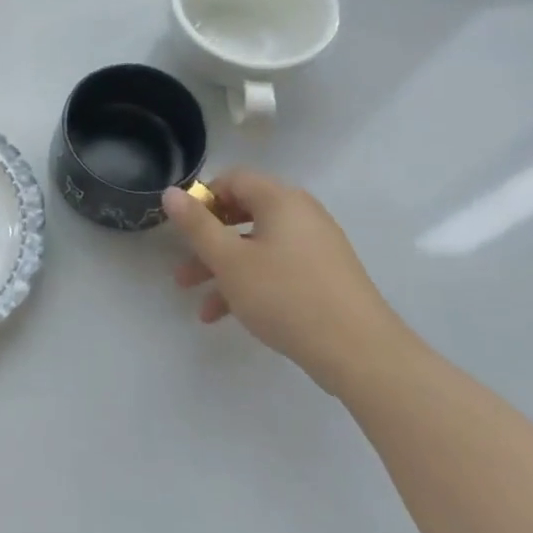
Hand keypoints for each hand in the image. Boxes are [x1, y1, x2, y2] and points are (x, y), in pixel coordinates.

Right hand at [160, 170, 407, 395]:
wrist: (361, 353)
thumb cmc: (285, 296)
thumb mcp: (229, 261)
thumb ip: (196, 225)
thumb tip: (171, 192)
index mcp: (280, 200)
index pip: (233, 179)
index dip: (203, 198)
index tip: (182, 228)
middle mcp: (301, 214)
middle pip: (243, 214)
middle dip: (207, 240)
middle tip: (183, 264)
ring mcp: (317, 246)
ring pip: (257, 246)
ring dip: (223, 267)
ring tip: (195, 298)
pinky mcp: (325, 276)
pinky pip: (277, 267)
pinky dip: (250, 282)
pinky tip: (225, 316)